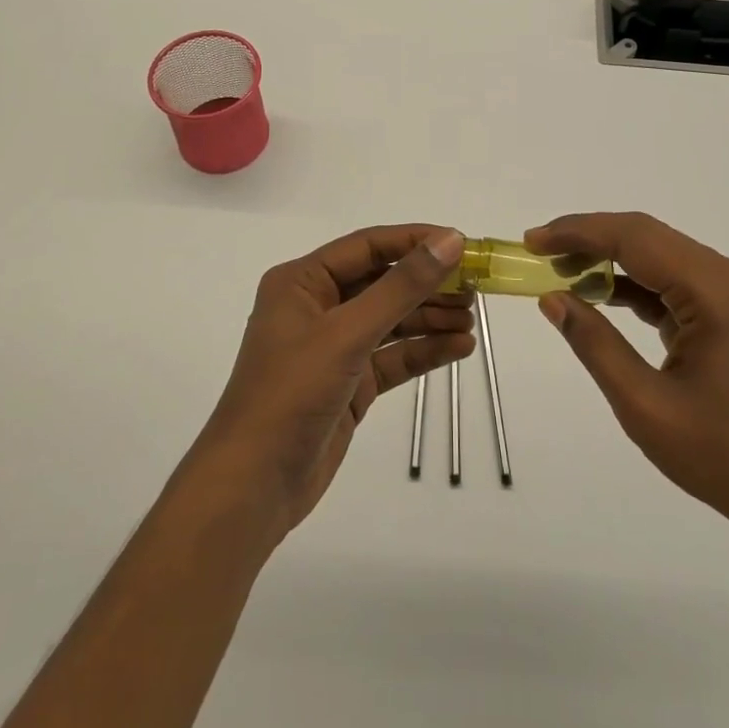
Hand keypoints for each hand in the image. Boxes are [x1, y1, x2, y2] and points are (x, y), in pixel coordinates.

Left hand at [190, 226, 473, 535]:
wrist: (254, 486)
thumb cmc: (292, 393)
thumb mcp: (348, 333)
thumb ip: (401, 286)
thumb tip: (450, 241)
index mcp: (303, 282)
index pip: (367, 247)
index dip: (415, 241)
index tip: (461, 243)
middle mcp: (317, 307)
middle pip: (382, 282)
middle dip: (427, 284)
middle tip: (475, 287)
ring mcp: (334, 347)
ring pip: (391, 320)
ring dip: (430, 317)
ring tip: (471, 319)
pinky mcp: (349, 383)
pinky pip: (392, 356)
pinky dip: (424, 351)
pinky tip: (459, 347)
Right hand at [527, 212, 728, 564]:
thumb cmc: (725, 459)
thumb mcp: (646, 406)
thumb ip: (595, 344)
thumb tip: (552, 298)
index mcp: (716, 291)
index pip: (635, 238)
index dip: (578, 232)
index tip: (532, 241)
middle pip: (646, 237)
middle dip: (588, 238)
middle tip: (538, 252)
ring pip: (657, 254)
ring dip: (607, 258)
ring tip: (558, 270)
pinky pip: (671, 281)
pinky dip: (631, 283)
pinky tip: (596, 293)